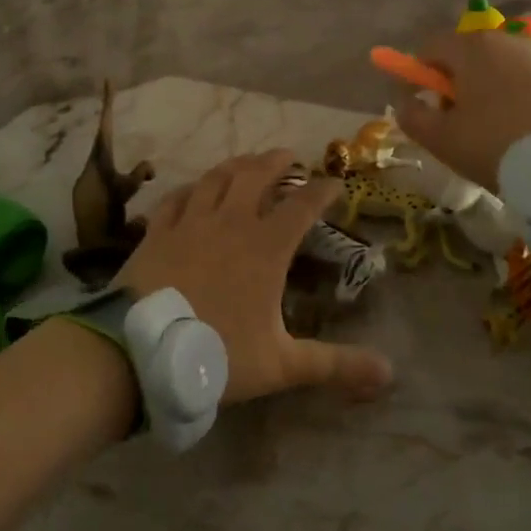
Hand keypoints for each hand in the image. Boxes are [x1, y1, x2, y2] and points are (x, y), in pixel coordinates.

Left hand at [114, 151, 393, 403]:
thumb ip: (334, 365)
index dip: (322, 190)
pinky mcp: (157, 231)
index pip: (302, 206)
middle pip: (255, 175)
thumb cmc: (216, 353)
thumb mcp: (281, 364)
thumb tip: (390, 374)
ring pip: (215, 178)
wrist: (140, 351)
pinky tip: (191, 190)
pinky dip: (189, 189)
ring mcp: (190, 222)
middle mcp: (230, 222)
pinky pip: (175, 198)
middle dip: (276, 162)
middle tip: (289, 156)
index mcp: (265, 247)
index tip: (335, 182)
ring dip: (235, 165)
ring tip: (246, 161)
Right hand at [392, 25, 530, 189]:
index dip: (418, 72)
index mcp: (473, 47)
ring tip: (497, 130)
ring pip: (504, 67)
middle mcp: (510, 39)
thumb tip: (406, 102)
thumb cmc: (500, 145)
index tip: (422, 103)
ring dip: (492, 89)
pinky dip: (524, 98)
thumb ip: (413, 117)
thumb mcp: (443, 140)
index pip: (431, 45)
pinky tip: (530, 131)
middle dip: (458, 81)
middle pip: (470, 54)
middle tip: (458, 120)